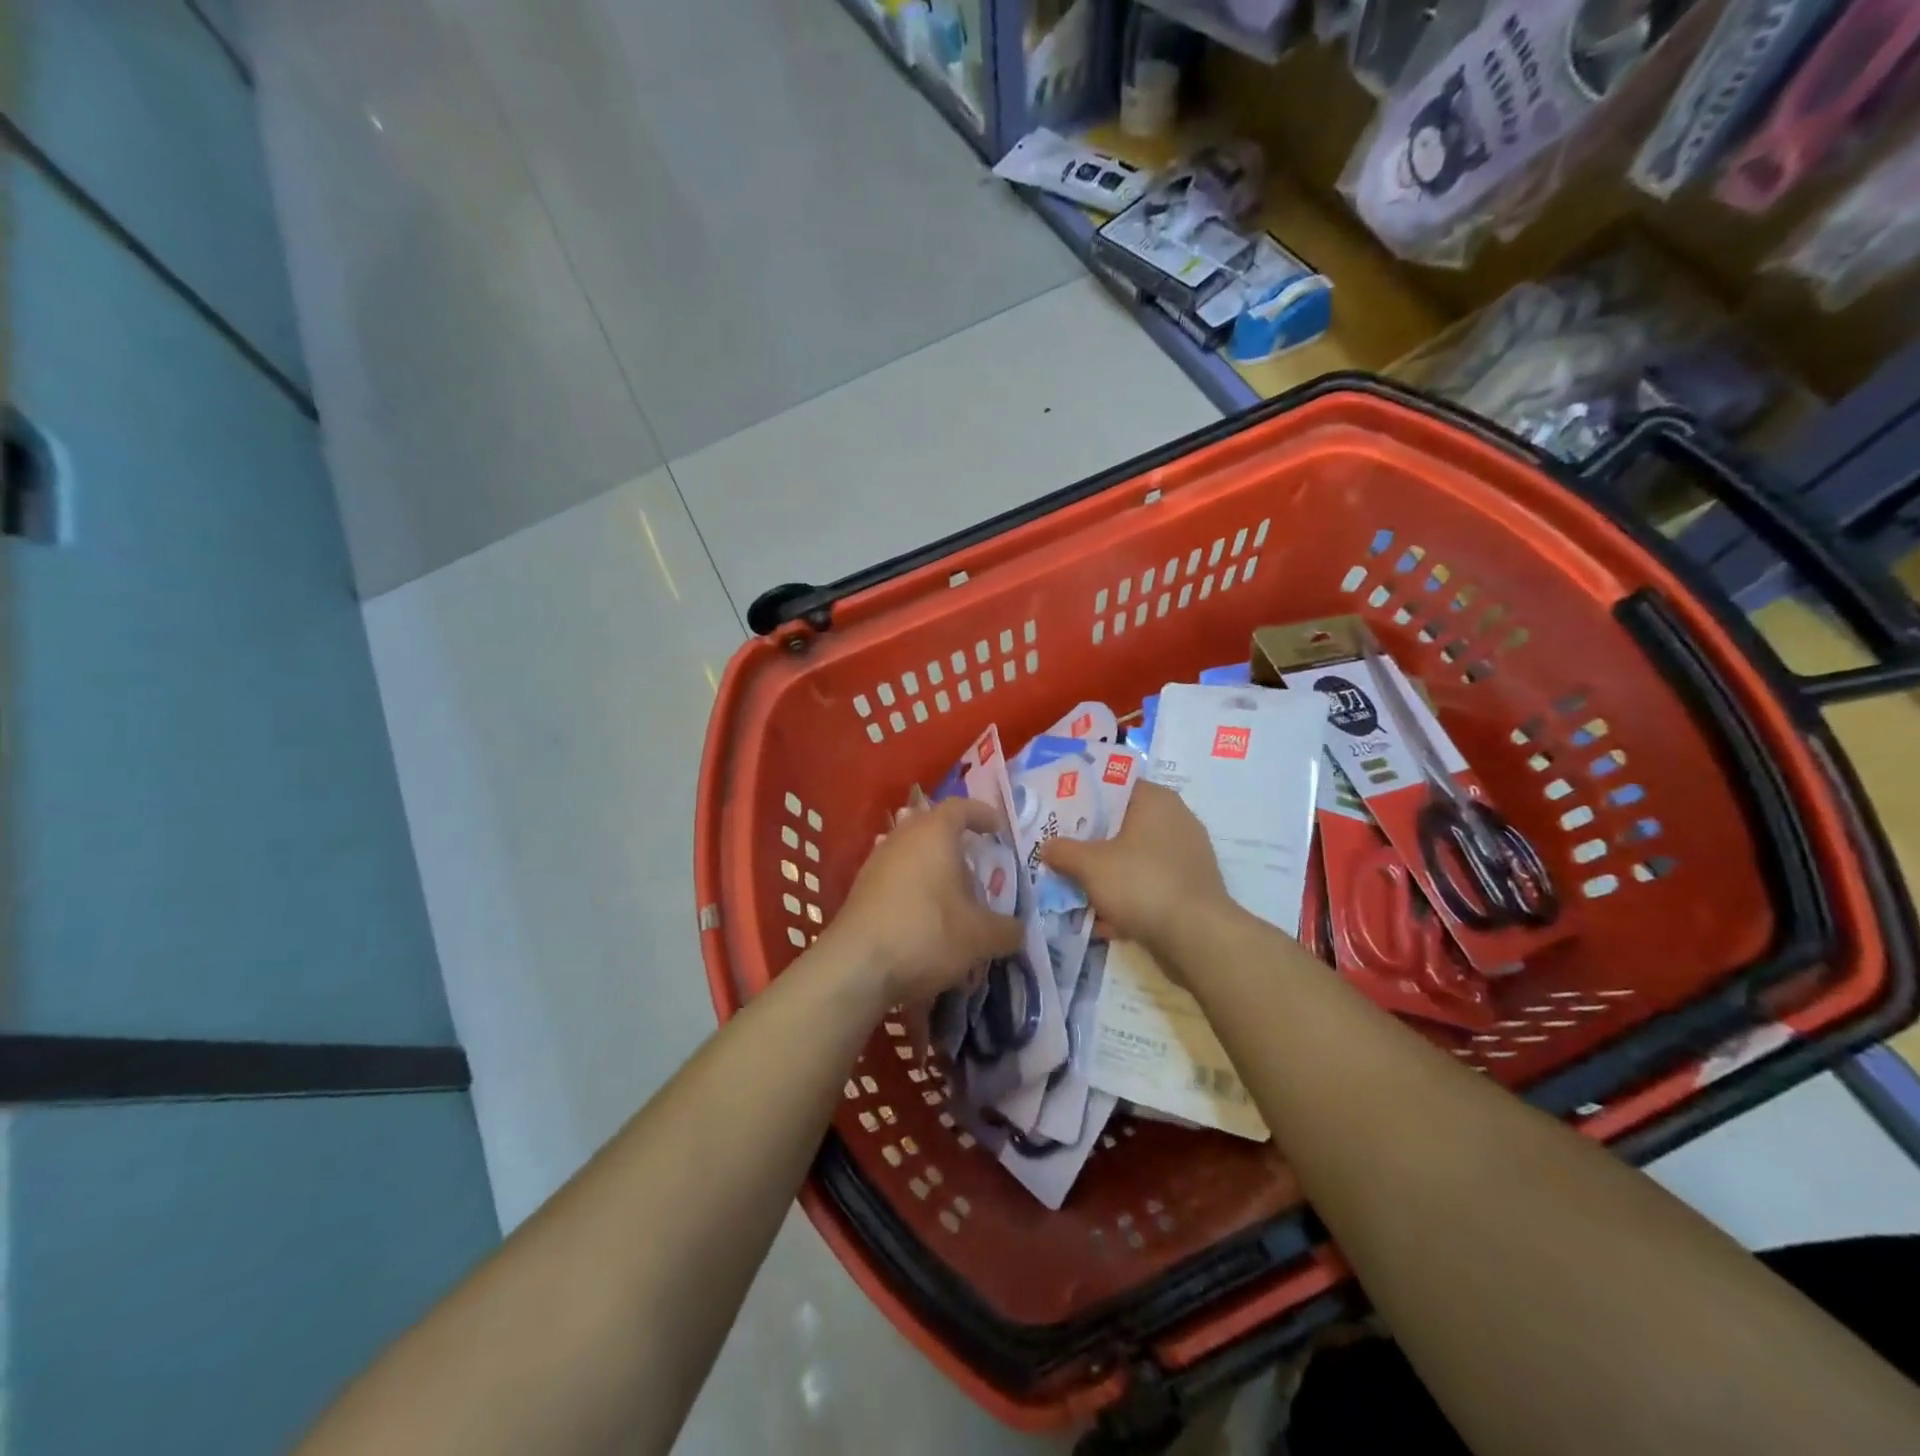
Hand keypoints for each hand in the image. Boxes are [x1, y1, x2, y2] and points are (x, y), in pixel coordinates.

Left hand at [823, 796, 1024, 1009]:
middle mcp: (903, 837)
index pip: (961, 807)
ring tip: (953, 892)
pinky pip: (895, 875)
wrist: (856, 966)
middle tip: (977, 861)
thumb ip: (1007, 930)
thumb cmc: (926, 934)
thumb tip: (1018, 930)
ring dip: (932, 865)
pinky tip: (925, 914)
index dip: (982, 814)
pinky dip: (914, 886)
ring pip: (911, 851)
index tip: (998, 829)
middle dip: (955, 840)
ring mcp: (877, 861)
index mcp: (934, 832)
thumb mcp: (980, 937)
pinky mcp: (861, 889)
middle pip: (931, 825)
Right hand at [1040, 782, 1234, 966]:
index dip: (1083, 798)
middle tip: (1061, 853)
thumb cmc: (1142, 883)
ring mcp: (1187, 856)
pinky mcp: (1190, 888)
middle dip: (1091, 843)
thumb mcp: (1090, 865)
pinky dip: (1128, 899)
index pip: (1114, 786)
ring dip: (1107, 875)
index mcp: (1156, 800)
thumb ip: (1063, 851)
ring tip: (1076, 890)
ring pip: (1134, 859)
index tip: (1058, 815)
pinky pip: (1149, 885)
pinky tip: (1104, 921)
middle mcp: (1176, 820)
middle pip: (1122, 825)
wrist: (1197, 937)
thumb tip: (1047, 847)